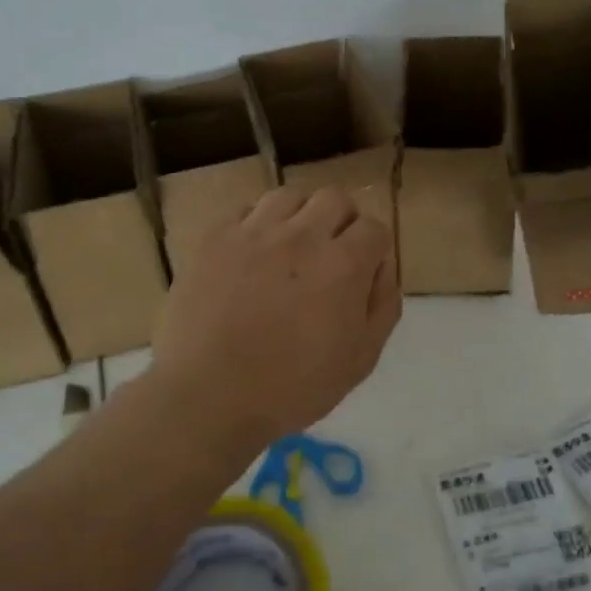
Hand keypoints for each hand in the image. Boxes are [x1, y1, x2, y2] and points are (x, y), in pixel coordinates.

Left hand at [146, 186, 401, 456]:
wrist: (208, 394)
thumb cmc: (291, 388)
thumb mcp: (360, 359)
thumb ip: (382, 305)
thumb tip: (382, 267)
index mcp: (343, 265)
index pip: (374, 228)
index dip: (373, 249)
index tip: (362, 272)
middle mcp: (301, 235)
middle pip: (334, 199)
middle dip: (341, 222)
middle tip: (329, 255)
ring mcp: (253, 231)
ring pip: (289, 195)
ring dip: (299, 216)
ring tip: (289, 248)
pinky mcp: (215, 237)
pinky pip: (245, 210)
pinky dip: (257, 224)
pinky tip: (251, 253)